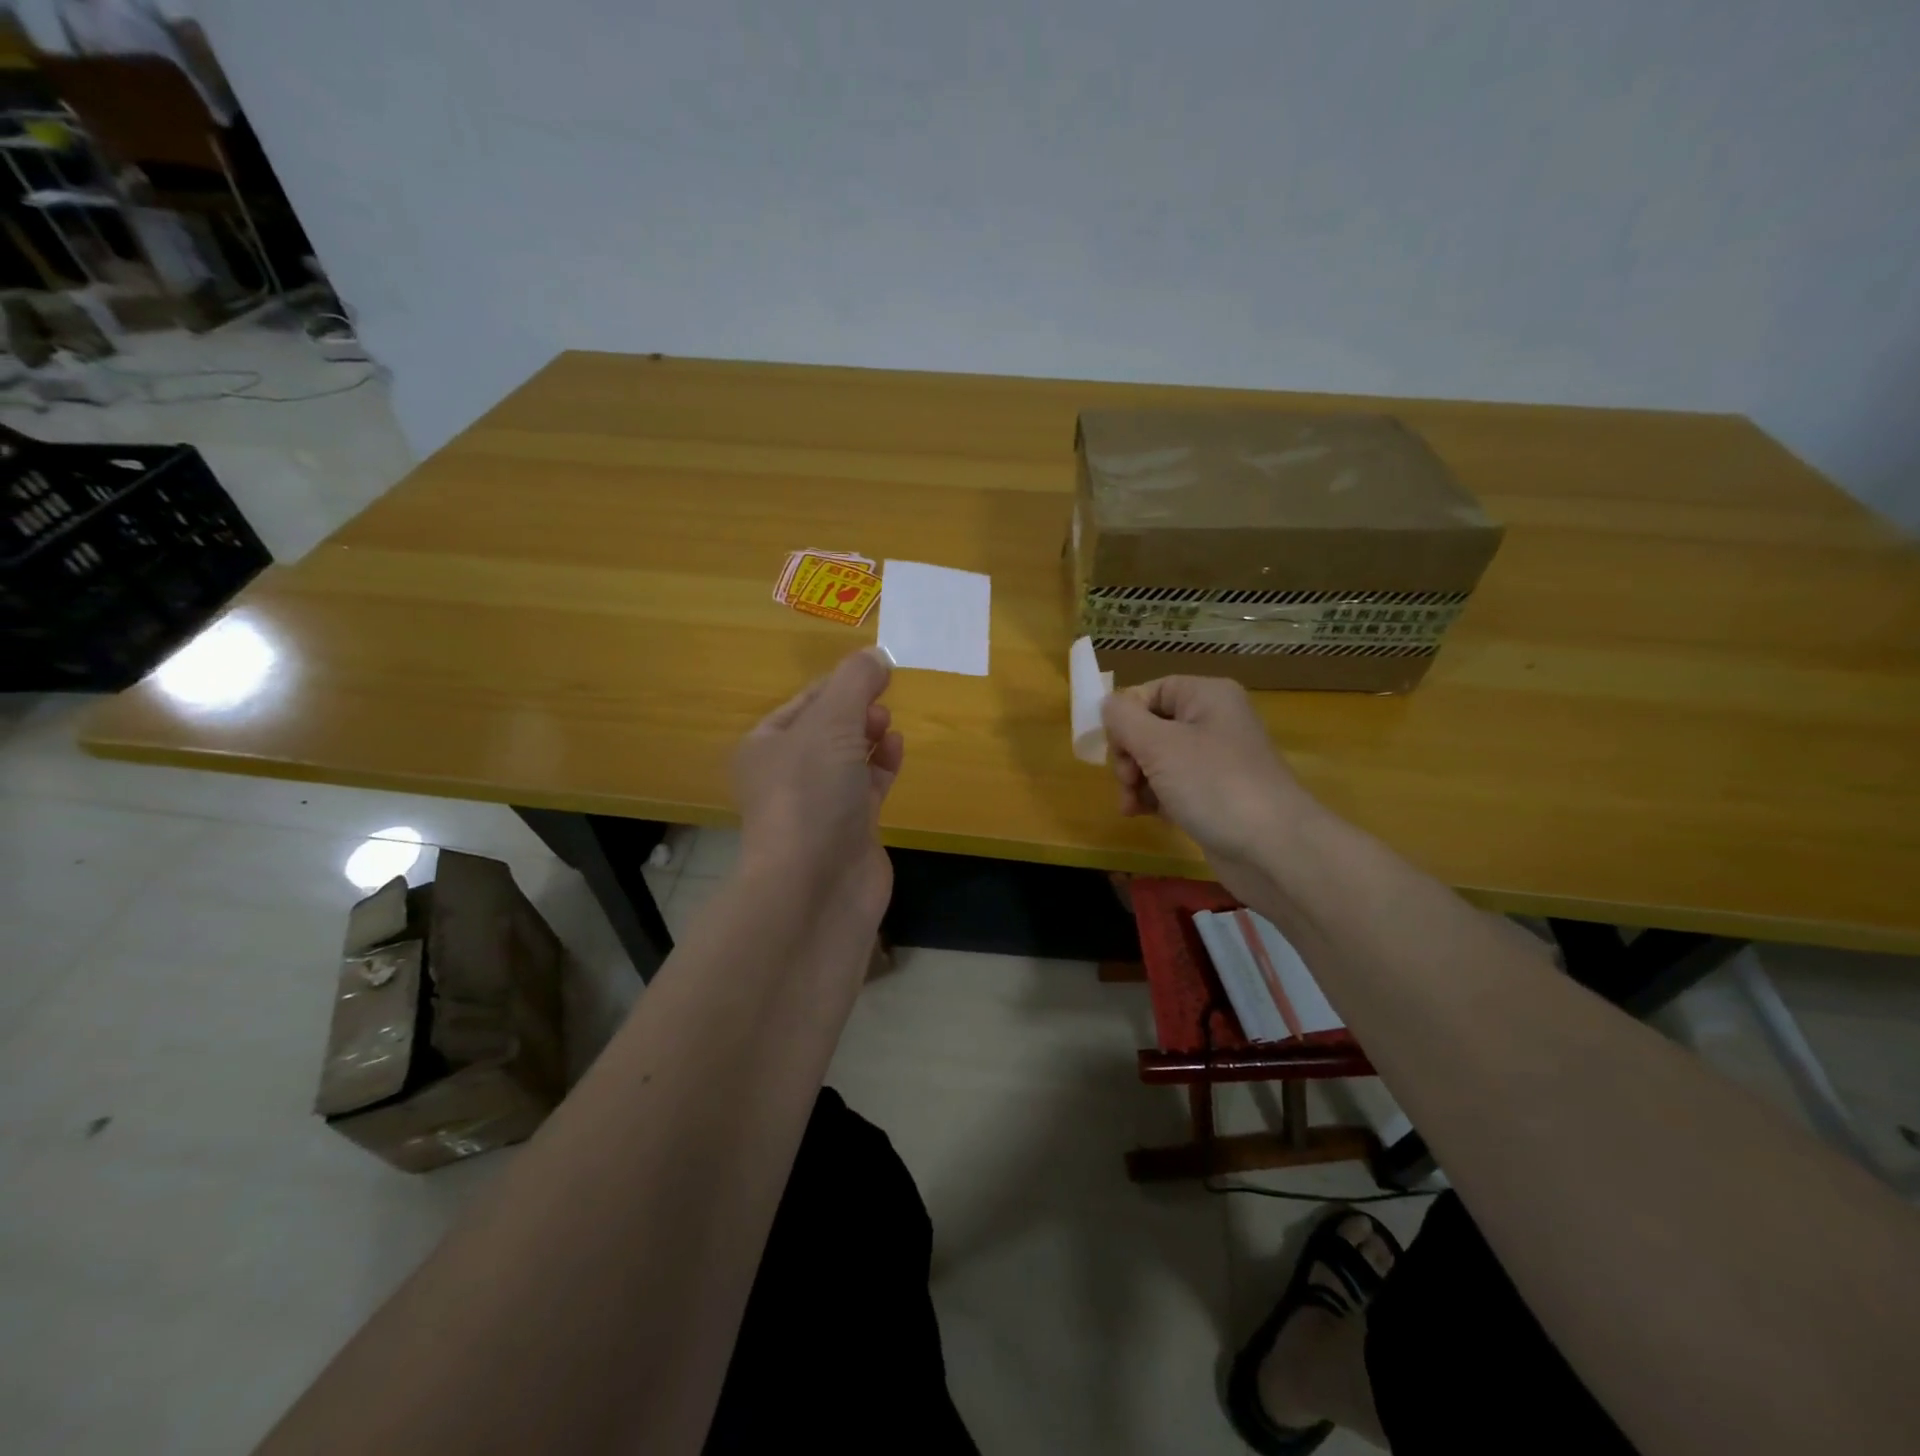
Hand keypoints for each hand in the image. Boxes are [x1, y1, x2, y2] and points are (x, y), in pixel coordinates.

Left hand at [731, 647, 903, 921]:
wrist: (815, 887)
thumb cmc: (810, 793)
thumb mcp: (831, 723)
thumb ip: (855, 682)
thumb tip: (876, 655)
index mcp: (765, 746)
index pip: (805, 702)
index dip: (838, 683)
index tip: (875, 669)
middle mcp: (787, 775)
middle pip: (828, 729)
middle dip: (855, 710)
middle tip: (879, 701)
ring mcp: (819, 805)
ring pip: (848, 758)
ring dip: (869, 736)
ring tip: (887, 722)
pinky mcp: (850, 830)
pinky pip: (868, 787)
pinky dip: (882, 765)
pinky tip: (896, 749)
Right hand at [1101, 676, 1320, 899]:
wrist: (1273, 848)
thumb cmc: (1214, 785)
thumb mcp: (1158, 745)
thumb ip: (1124, 719)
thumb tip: (1107, 705)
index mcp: (1207, 696)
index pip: (1150, 691)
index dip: (1125, 718)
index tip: (1114, 749)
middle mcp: (1214, 721)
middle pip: (1151, 726)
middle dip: (1129, 755)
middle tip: (1127, 781)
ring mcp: (1217, 760)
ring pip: (1158, 760)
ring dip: (1137, 781)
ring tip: (1132, 806)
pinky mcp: (1216, 794)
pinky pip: (1174, 785)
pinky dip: (1156, 798)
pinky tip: (1148, 815)